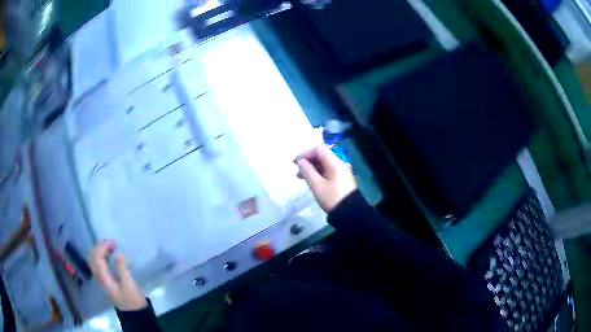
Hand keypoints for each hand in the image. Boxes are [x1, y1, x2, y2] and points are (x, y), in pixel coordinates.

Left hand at [89, 241, 147, 310]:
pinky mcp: (105, 280)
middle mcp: (99, 276)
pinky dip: (102, 257)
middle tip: (113, 244)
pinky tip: (110, 256)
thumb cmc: (132, 300)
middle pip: (93, 256)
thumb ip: (122, 269)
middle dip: (101, 247)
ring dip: (101, 251)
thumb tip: (119, 254)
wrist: (134, 313)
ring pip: (94, 259)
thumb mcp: (129, 285)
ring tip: (112, 248)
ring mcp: (101, 278)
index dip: (103, 247)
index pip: (97, 257)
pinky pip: (99, 264)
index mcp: (103, 277)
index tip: (115, 243)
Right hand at [296, 145, 356, 212]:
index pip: (319, 150)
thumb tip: (301, 162)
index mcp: (335, 163)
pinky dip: (318, 173)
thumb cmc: (332, 198)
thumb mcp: (317, 185)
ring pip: (324, 164)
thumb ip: (307, 171)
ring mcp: (341, 172)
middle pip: (322, 156)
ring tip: (301, 177)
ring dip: (312, 168)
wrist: (350, 213)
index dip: (306, 154)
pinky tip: (311, 180)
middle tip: (297, 170)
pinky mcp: (341, 179)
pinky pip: (328, 171)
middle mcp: (339, 164)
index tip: (295, 163)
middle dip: (308, 161)